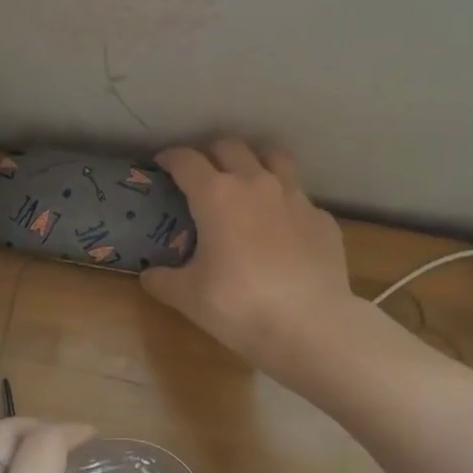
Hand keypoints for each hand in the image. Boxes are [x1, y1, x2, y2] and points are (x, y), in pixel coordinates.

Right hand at [143, 141, 356, 377]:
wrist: (309, 325)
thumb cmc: (238, 305)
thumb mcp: (187, 296)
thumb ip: (162, 279)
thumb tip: (150, 274)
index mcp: (216, 195)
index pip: (186, 160)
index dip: (170, 158)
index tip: (161, 165)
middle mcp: (256, 184)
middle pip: (230, 147)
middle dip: (211, 153)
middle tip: (202, 174)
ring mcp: (295, 198)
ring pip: (274, 157)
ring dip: (255, 161)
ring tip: (247, 181)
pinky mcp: (322, 219)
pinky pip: (299, 198)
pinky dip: (284, 203)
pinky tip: (281, 228)